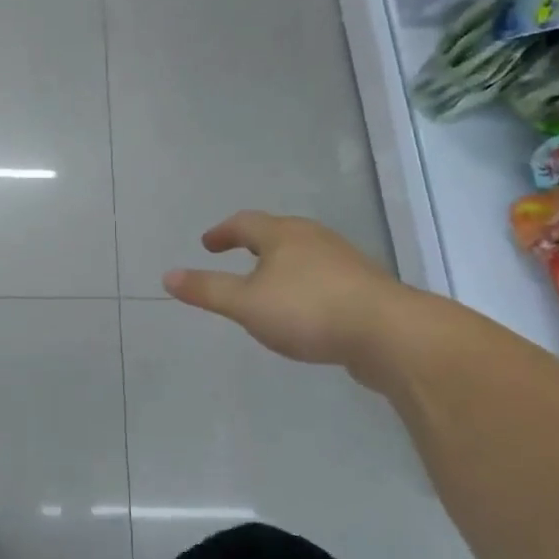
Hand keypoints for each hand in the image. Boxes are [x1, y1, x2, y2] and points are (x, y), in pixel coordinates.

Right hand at [162, 211, 412, 370]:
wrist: (390, 335)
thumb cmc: (308, 310)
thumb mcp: (246, 304)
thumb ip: (207, 290)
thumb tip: (168, 276)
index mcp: (284, 235)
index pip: (245, 223)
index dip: (223, 232)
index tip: (208, 244)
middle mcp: (315, 239)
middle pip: (278, 234)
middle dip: (254, 245)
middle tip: (235, 259)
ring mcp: (345, 262)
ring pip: (304, 256)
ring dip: (281, 267)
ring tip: (268, 288)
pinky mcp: (365, 288)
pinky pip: (324, 279)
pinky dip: (305, 287)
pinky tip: (305, 312)